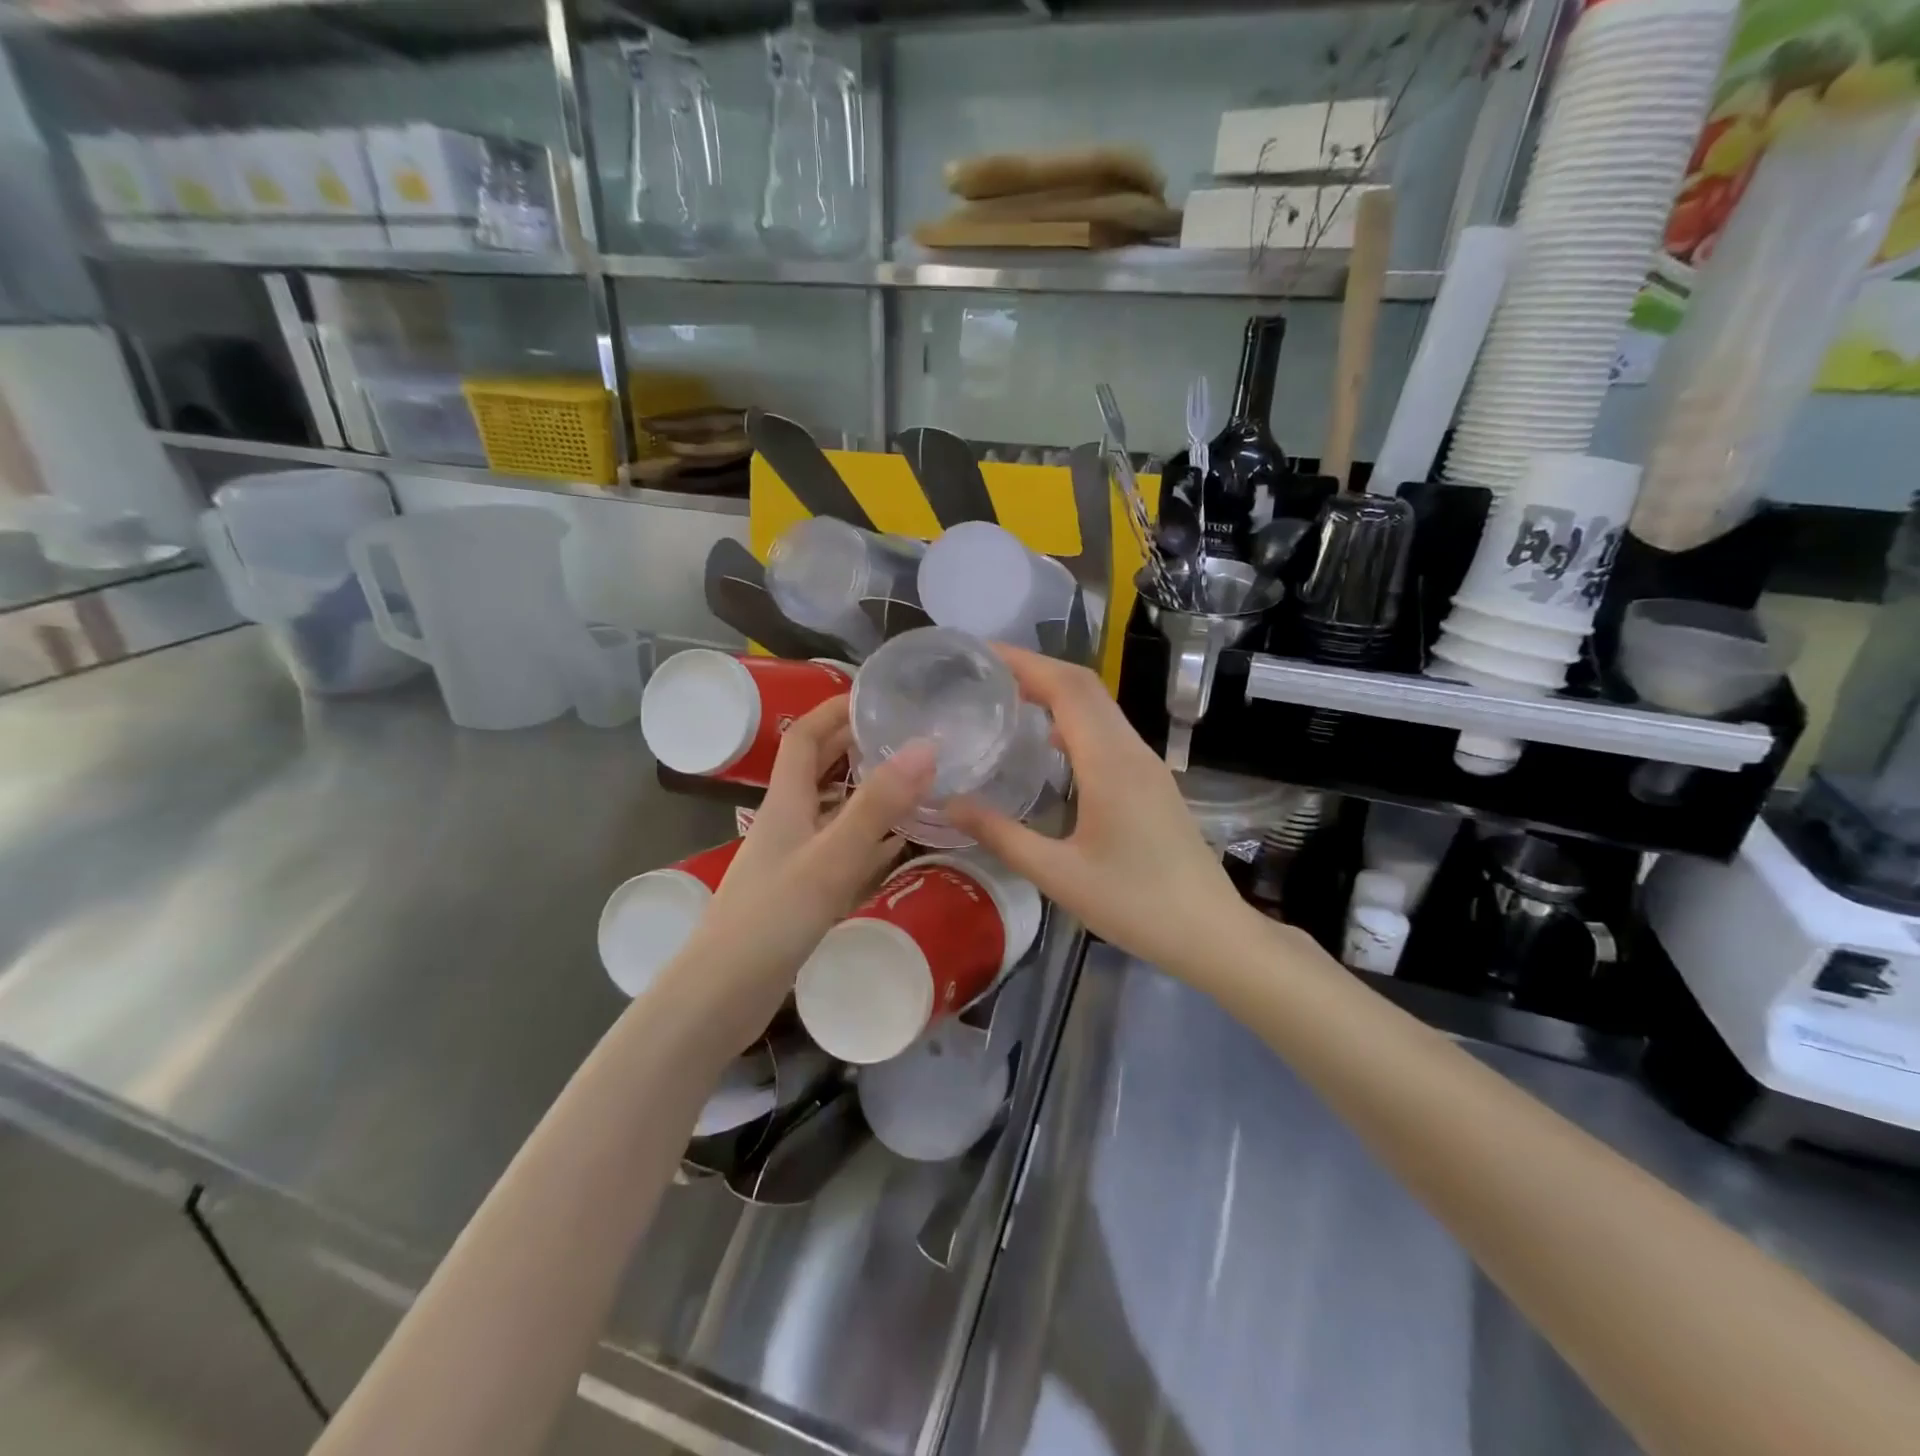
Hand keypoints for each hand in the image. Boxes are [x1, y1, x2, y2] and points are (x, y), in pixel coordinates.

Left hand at [657, 695, 934, 1054]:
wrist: (720, 996)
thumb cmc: (771, 919)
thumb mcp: (831, 857)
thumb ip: (877, 805)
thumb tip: (925, 746)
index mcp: (785, 802)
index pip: (806, 736)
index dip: (835, 708)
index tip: (876, 693)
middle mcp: (787, 821)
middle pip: (818, 768)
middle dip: (855, 743)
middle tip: (905, 732)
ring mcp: (793, 858)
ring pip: (832, 809)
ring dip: (864, 789)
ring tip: (911, 780)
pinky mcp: (801, 892)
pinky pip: (840, 849)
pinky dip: (867, 837)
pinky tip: (896, 844)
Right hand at [945, 647, 1249, 974]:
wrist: (1210, 932)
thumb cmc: (1134, 904)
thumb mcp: (1058, 875)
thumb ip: (1001, 836)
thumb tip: (949, 805)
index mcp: (1109, 763)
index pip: (1067, 688)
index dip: (1026, 663)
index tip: (982, 654)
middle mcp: (1131, 751)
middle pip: (1085, 686)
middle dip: (1037, 668)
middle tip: (985, 672)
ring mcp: (1146, 764)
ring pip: (1100, 706)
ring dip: (1057, 690)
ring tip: (1008, 697)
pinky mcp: (1151, 780)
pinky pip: (1109, 730)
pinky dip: (1074, 717)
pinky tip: (1047, 742)